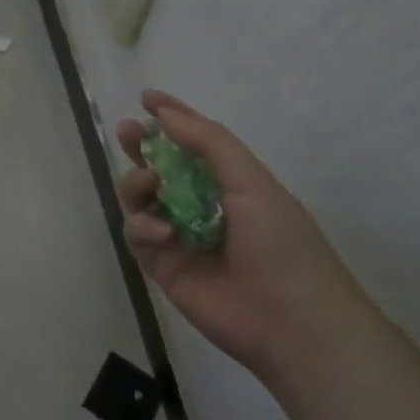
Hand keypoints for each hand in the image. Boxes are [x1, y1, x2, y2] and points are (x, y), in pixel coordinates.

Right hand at [117, 90, 360, 377]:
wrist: (291, 321)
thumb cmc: (282, 243)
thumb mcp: (252, 182)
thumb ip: (208, 144)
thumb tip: (166, 115)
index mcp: (230, 182)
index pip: (195, 142)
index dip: (172, 117)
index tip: (147, 98)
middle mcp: (201, 204)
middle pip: (160, 166)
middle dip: (142, 145)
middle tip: (128, 132)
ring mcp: (179, 235)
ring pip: (140, 197)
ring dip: (138, 182)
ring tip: (149, 184)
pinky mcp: (162, 265)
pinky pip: (137, 233)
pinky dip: (143, 226)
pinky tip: (162, 234)